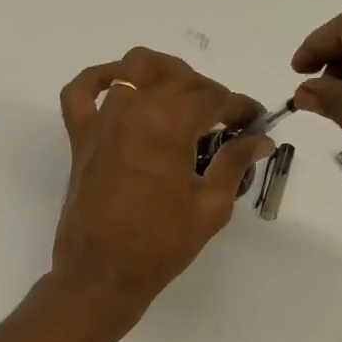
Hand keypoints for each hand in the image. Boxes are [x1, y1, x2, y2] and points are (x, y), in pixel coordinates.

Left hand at [51, 47, 273, 321]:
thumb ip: (235, 164)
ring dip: (166, 73)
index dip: (241, 107)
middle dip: (210, 92)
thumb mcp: (210, 207)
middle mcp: (134, 108)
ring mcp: (102, 119)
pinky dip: (99, 77)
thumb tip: (260, 140)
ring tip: (183, 96)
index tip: (255, 122)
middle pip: (179, 79)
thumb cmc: (160, 245)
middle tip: (226, 121)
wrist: (103, 274)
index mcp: (169, 124)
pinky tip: (118, 85)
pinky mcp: (80, 137)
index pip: (214, 98)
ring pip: (135, 68)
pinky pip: (81, 91)